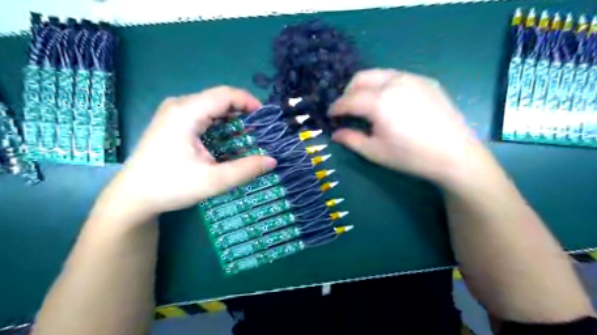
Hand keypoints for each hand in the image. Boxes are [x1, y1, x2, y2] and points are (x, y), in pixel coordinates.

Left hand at [93, 87, 277, 223]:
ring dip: (232, 119)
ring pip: (211, 106)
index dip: (249, 102)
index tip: (265, 119)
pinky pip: (203, 114)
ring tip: (247, 136)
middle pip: (219, 99)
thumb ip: (246, 170)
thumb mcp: (214, 181)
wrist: (133, 196)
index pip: (225, 94)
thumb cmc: (171, 186)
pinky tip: (227, 139)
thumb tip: (272, 160)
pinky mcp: (172, 121)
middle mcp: (179, 105)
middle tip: (259, 131)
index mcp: (186, 113)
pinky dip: (220, 124)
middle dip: (243, 112)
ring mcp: (173, 112)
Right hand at [329, 70, 486, 187]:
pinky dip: (385, 85)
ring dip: (366, 86)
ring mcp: (412, 78)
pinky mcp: (426, 81)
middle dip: (349, 92)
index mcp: (379, 101)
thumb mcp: (375, 152)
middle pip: (361, 78)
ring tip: (367, 105)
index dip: (336, 107)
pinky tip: (390, 103)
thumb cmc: (410, 156)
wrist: (455, 155)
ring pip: (379, 74)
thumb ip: (351, 139)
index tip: (331, 115)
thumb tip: (335, 133)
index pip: (349, 99)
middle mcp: (394, 82)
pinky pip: (397, 76)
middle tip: (347, 109)